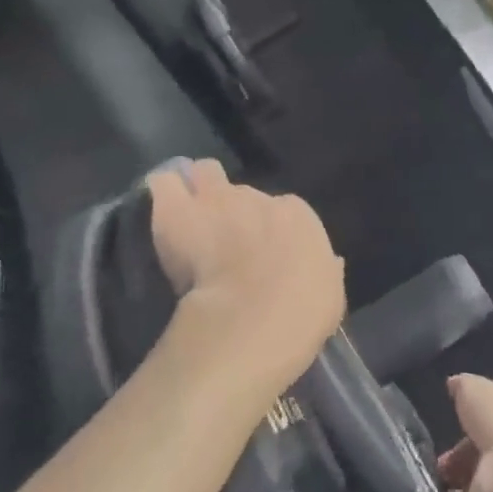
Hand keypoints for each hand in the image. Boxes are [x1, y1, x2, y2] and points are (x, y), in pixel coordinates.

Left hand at [149, 160, 345, 408]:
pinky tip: (163, 210)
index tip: (259, 254)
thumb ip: (323, 271)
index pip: (284, 210)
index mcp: (298, 216)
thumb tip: (328, 264)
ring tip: (189, 214)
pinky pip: (165, 184)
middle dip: (233, 211)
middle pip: (243, 193)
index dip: (269, 230)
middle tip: (223, 240)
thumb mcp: (330, 294)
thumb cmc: (301, 312)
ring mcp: (216, 198)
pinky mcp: (176, 209)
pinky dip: (164, 193)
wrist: (252, 318)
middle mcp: (259, 197)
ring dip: (198, 189)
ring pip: (205, 173)